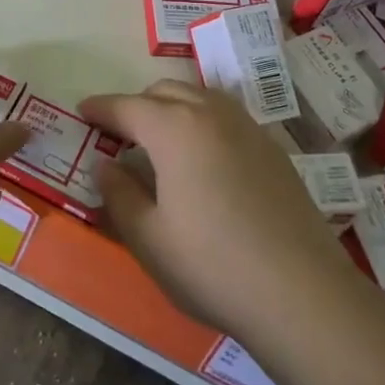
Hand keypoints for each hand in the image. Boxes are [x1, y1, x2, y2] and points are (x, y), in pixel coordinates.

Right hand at [79, 81, 356, 345]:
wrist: (302, 292)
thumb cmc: (211, 265)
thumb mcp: (148, 237)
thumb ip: (119, 193)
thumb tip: (106, 165)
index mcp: (175, 129)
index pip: (127, 106)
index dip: (101, 108)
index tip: (82, 111)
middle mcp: (212, 115)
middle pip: (166, 91)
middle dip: (137, 105)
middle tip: (119, 135)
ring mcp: (249, 129)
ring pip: (201, 98)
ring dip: (173, 107)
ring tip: (160, 141)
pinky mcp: (274, 150)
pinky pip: (227, 117)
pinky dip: (203, 121)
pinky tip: (204, 158)